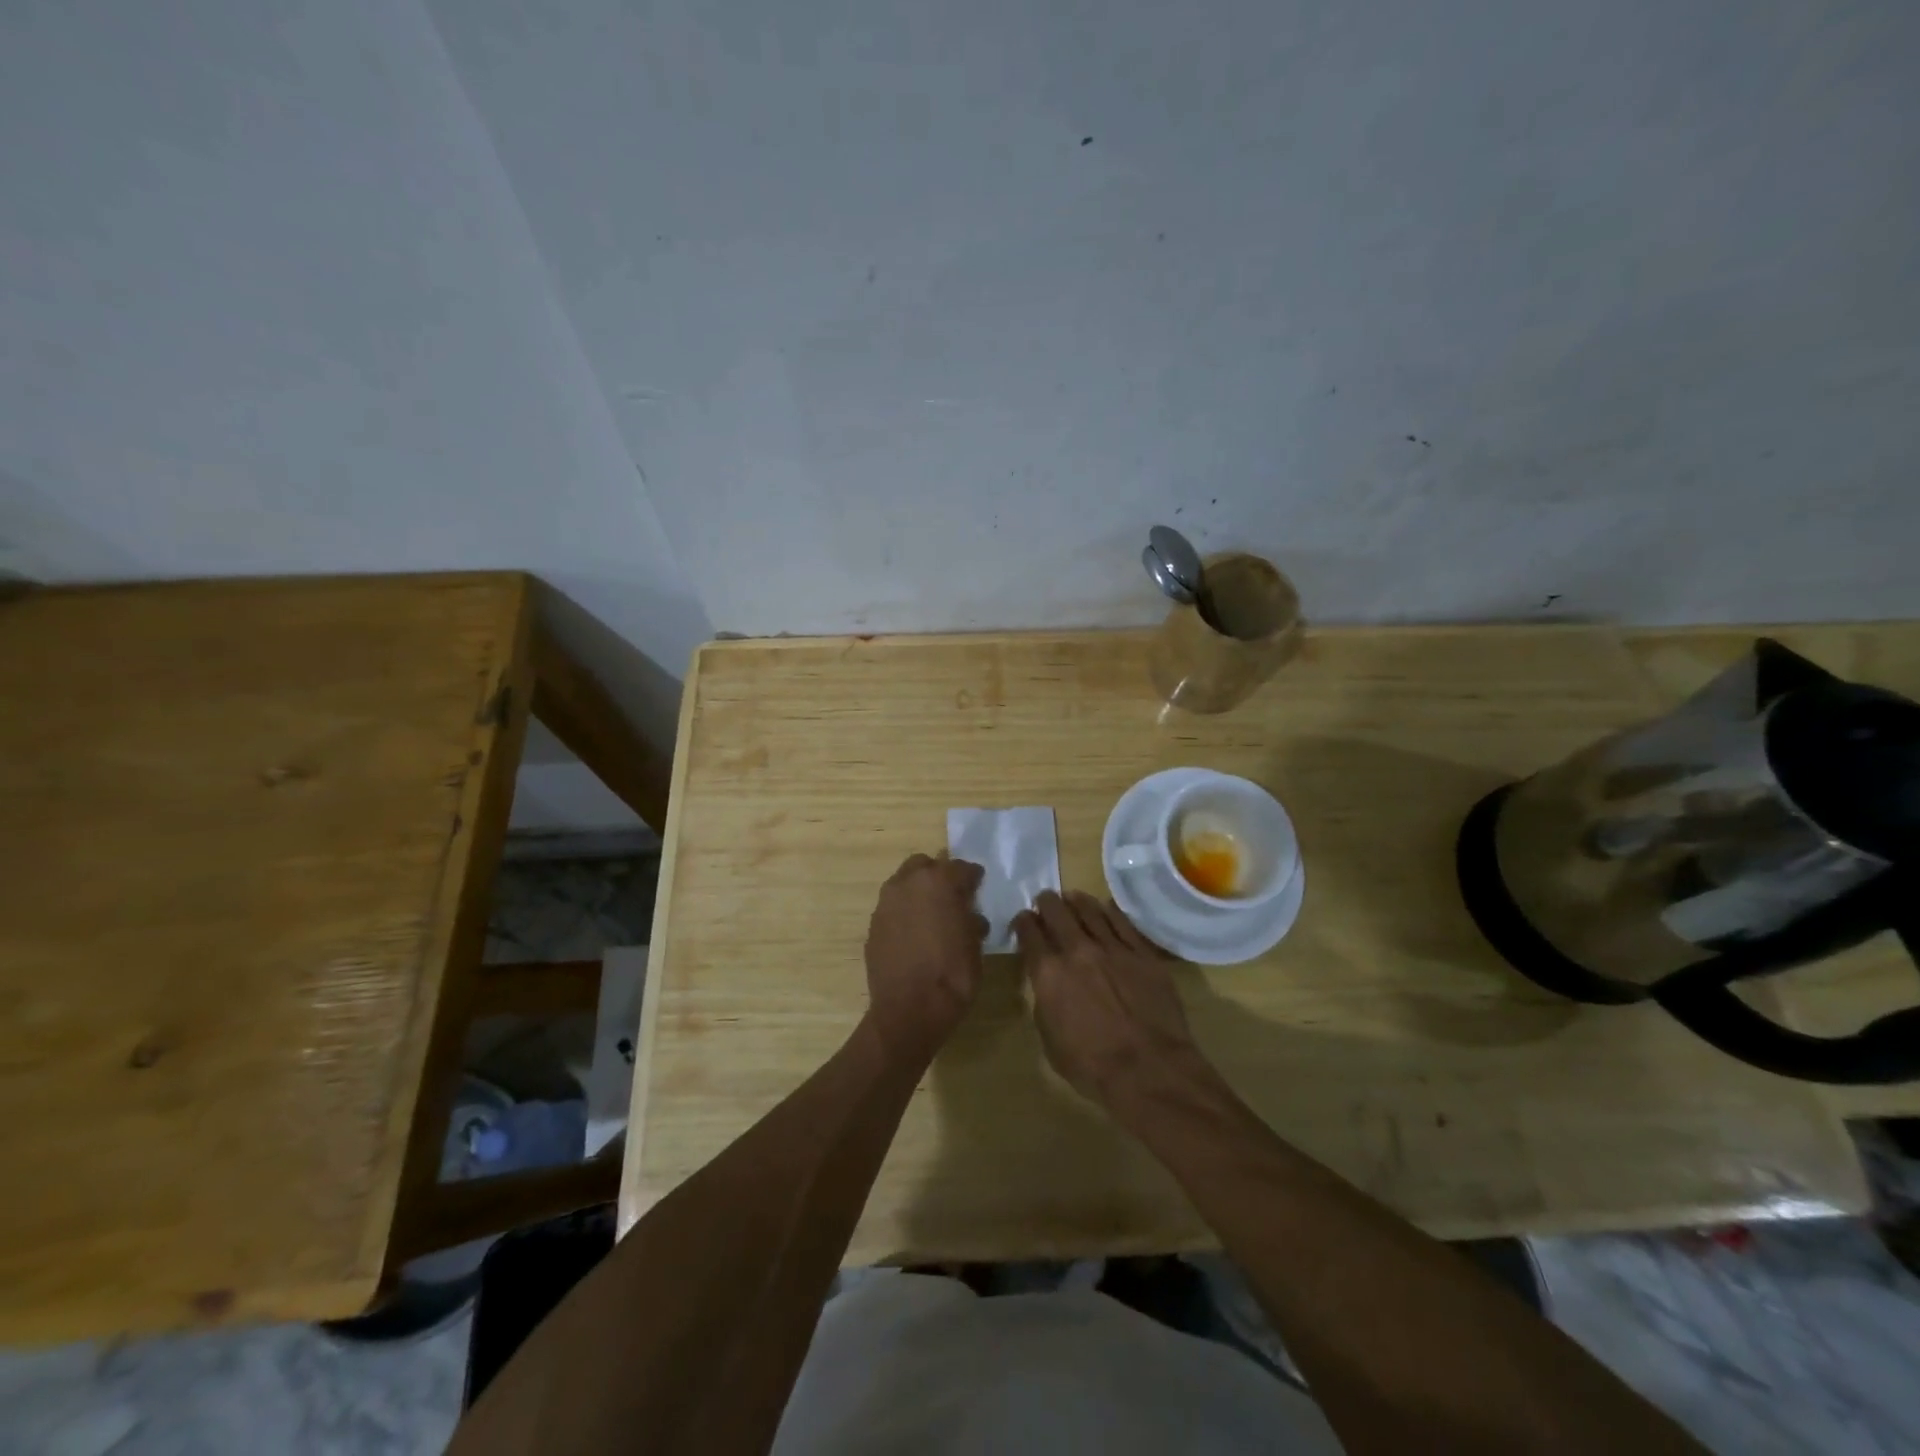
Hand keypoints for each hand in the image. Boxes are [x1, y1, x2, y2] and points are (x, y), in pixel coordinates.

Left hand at [863, 853, 988, 1062]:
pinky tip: (914, 934)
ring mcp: (886, 903)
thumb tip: (969, 915)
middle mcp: (908, 883)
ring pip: (904, 884)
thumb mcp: (975, 945)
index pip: (961, 867)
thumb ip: (971, 919)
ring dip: (919, 893)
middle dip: (939, 875)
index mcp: (939, 881)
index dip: (973, 878)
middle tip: (952, 897)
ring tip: (932, 916)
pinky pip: (893, 908)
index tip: (978, 887)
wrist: (909, 1010)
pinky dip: (904, 913)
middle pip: (925, 865)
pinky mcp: (873, 924)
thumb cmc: (952, 974)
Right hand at [1012, 891, 1211, 1109]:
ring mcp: (1113, 948)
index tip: (1023, 920)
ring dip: (1076, 901)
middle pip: (1057, 912)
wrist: (1150, 1070)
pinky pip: (1122, 922)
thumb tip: (1049, 985)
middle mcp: (1077, 951)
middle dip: (1046, 903)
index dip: (1023, 922)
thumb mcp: (1050, 1040)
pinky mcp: (1142, 953)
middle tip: (1045, 901)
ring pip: (1090, 910)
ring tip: (1072, 898)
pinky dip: (1109, 911)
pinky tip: (1105, 907)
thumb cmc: (1092, 1067)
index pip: (1029, 933)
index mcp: (1048, 973)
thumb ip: (1046, 1002)